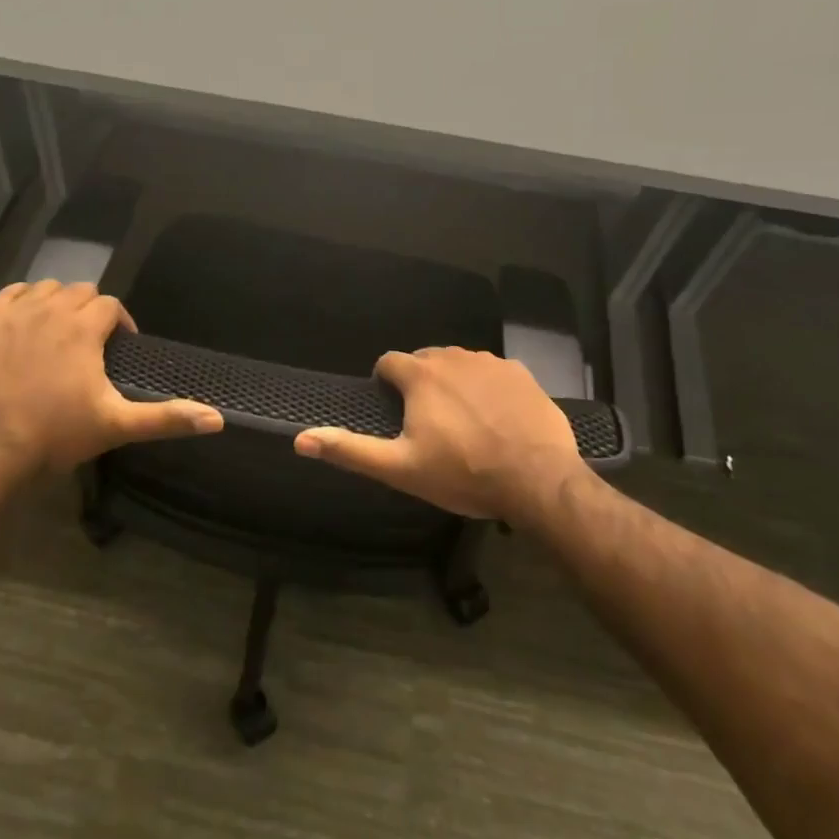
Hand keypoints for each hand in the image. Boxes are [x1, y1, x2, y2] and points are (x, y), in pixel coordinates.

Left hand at [0, 281, 222, 474]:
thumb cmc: (56, 434)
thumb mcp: (117, 425)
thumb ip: (166, 418)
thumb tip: (217, 419)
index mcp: (84, 328)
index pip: (111, 305)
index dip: (121, 322)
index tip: (120, 347)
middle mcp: (51, 310)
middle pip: (81, 291)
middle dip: (92, 310)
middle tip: (92, 342)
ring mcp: (14, 315)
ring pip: (46, 288)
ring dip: (58, 302)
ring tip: (60, 331)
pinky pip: (8, 294)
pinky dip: (22, 300)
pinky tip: (25, 321)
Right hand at [294, 346, 588, 522]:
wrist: (538, 481)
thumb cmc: (463, 474)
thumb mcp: (400, 469)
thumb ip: (350, 450)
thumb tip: (300, 439)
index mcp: (421, 375)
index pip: (389, 362)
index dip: (385, 383)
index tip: (393, 409)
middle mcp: (454, 357)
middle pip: (425, 359)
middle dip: (419, 382)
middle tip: (427, 421)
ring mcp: (491, 363)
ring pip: (460, 363)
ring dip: (453, 382)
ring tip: (462, 420)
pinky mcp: (522, 373)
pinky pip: (493, 372)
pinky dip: (487, 387)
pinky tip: (496, 417)